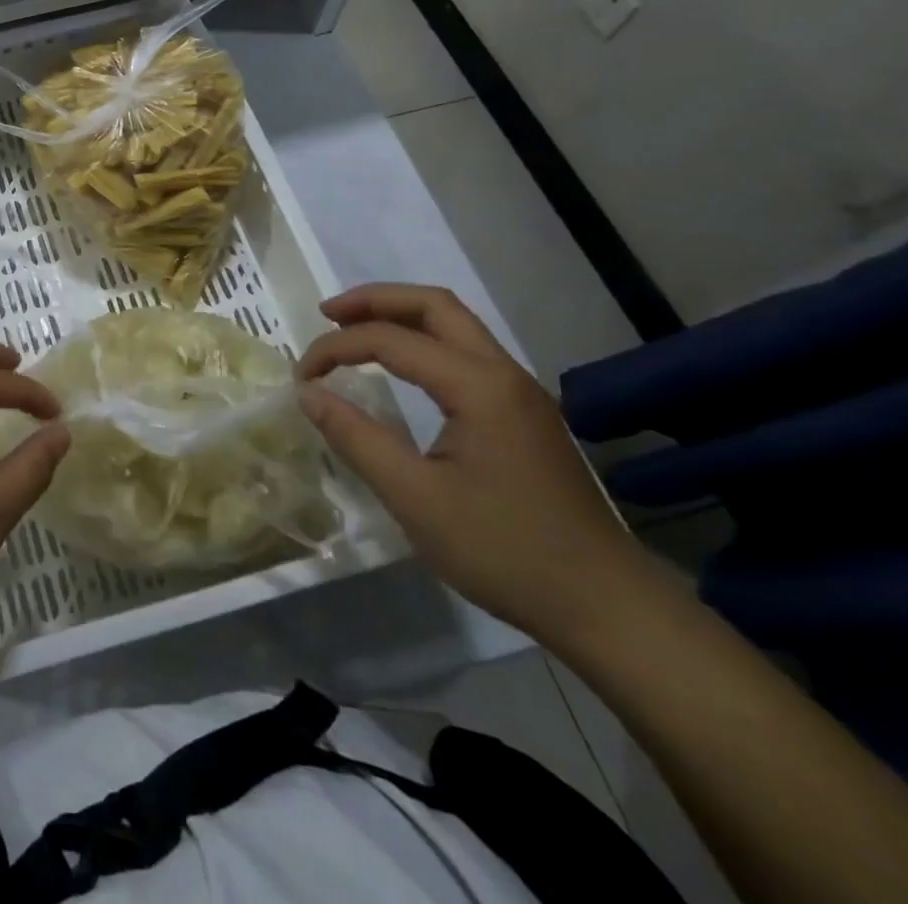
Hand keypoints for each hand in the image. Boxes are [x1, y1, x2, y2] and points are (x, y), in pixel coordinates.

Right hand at [296, 283, 653, 643]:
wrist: (605, 606)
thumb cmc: (504, 552)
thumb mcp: (414, 498)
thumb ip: (356, 437)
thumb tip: (308, 393)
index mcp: (478, 387)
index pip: (391, 340)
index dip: (336, 348)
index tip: (301, 377)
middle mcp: (503, 373)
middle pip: (434, 305)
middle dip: (374, 300)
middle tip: (326, 315)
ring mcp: (520, 391)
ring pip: (455, 324)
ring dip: (401, 316)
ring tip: (353, 329)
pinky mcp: (524, 412)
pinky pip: (467, 351)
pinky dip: (423, 340)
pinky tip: (400, 365)